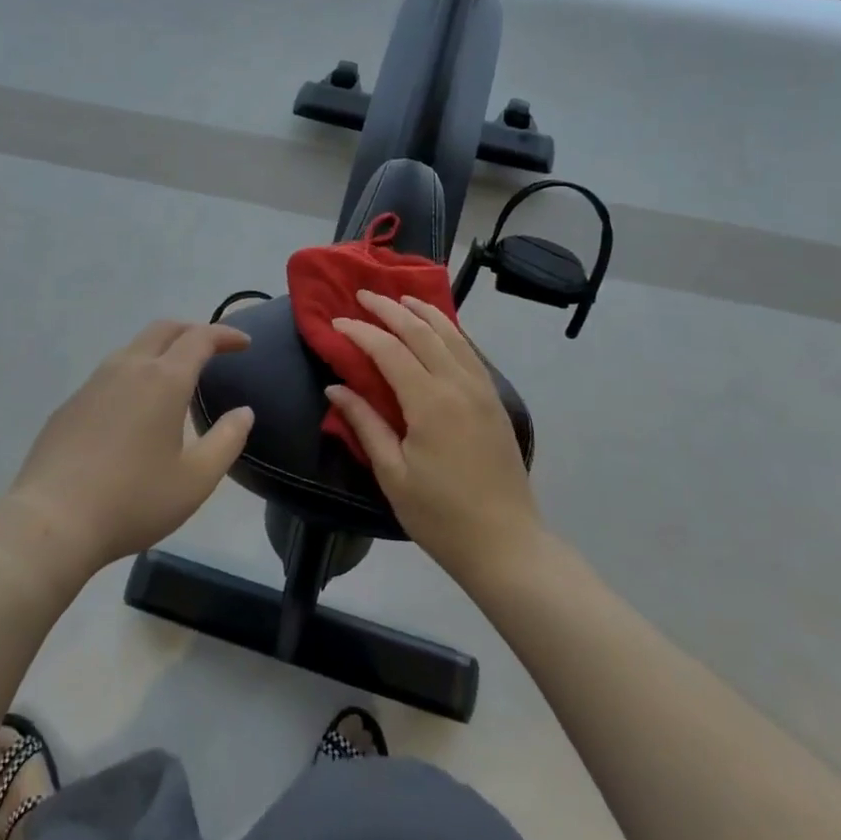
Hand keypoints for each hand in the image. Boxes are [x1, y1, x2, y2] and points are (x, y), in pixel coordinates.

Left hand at [2, 320, 253, 582]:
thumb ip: (227, 441)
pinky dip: (134, 373)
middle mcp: (128, 368)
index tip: (244, 343)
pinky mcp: (70, 404)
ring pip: (133, 348)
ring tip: (175, 376)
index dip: (225, 334)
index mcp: (164, 380)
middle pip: (164, 329)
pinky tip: (134, 408)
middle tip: (212, 348)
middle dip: (192, 330)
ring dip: (161, 350)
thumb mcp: (196, 480)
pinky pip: (110, 374)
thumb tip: (243, 412)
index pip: (200, 338)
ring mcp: (94, 383)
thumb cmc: (133, 500)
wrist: (51, 522)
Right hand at [328, 291, 544, 585]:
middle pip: (421, 331)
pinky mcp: (494, 400)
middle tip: (363, 295)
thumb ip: (364, 424)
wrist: (506, 544)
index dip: (360, 332)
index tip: (337, 322)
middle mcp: (458, 384)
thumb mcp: (393, 474)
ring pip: (451, 334)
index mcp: (429, 402)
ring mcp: (481, 389)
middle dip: (390, 309)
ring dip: (423, 311)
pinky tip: (438, 328)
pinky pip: (469, 350)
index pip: (388, 350)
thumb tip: (335, 388)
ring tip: (400, 298)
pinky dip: (449, 330)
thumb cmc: (440, 515)